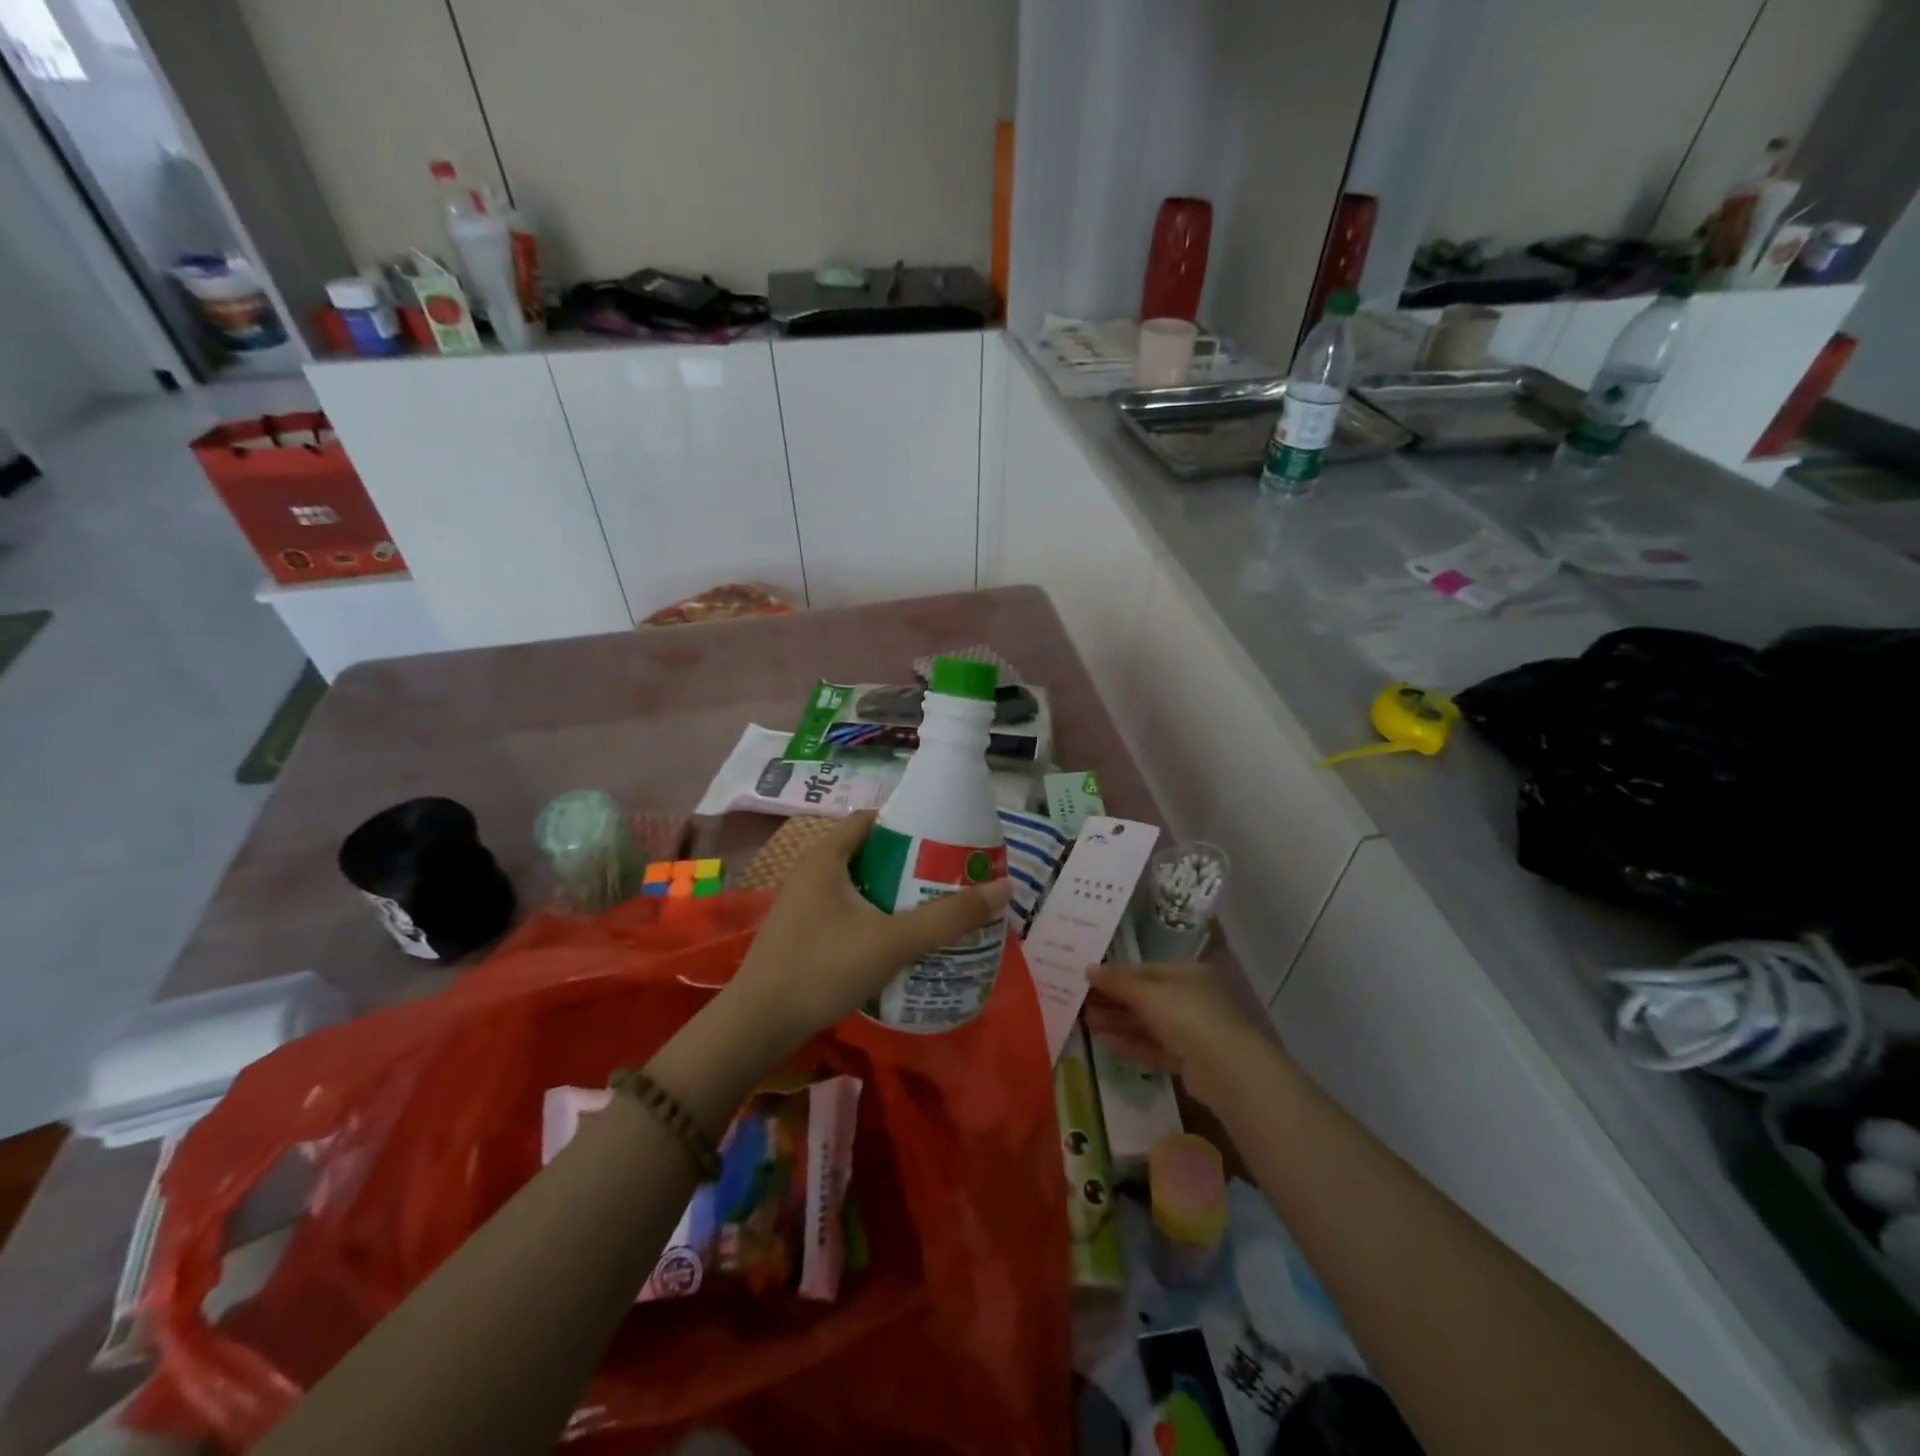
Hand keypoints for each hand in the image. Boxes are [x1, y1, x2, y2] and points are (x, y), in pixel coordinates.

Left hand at [723, 811, 1009, 1052]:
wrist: (757, 1026)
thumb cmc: (822, 969)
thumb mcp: (892, 941)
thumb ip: (947, 917)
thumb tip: (1002, 888)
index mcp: (826, 856)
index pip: (873, 820)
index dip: (910, 823)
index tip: (946, 839)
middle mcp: (812, 871)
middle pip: (869, 852)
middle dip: (909, 862)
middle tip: (948, 877)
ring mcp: (803, 903)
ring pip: (858, 884)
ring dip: (892, 892)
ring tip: (933, 906)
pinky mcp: (802, 932)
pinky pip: (846, 910)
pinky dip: (874, 914)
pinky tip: (898, 939)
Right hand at [1083, 961, 1275, 1111]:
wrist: (1227, 1070)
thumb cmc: (1188, 1016)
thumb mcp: (1148, 994)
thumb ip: (1117, 982)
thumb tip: (1087, 968)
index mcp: (1187, 974)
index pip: (1145, 970)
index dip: (1116, 975)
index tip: (1087, 980)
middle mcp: (1190, 999)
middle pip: (1144, 998)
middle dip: (1113, 1001)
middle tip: (1080, 1003)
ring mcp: (1190, 1030)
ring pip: (1147, 1023)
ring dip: (1117, 1022)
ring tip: (1085, 1022)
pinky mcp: (1186, 1059)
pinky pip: (1152, 1045)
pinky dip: (1128, 1042)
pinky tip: (1103, 1040)